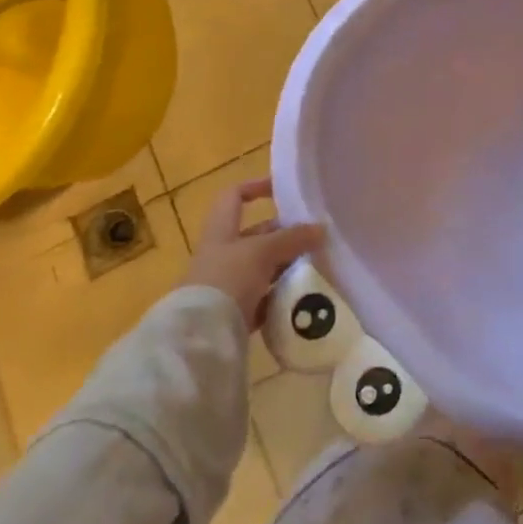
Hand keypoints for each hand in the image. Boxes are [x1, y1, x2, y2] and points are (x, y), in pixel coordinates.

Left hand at [185, 178, 322, 330]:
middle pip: (255, 236)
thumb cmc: (227, 279)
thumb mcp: (263, 251)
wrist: (200, 336)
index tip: (284, 190)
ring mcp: (226, 285)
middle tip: (313, 237)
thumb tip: (322, 229)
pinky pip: (262, 299)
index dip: (256, 187)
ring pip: (261, 268)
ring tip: (314, 266)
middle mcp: (221, 254)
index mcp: (221, 231)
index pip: (234, 197)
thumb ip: (293, 238)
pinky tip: (300, 297)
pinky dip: (279, 296)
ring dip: (285, 266)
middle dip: (284, 235)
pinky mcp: (234, 313)